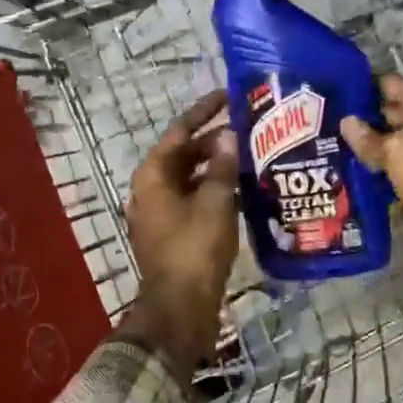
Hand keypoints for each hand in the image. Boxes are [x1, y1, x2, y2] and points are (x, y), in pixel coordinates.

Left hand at [124, 90, 238, 372]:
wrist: (180, 307)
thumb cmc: (195, 248)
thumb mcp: (216, 202)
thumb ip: (224, 166)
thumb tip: (229, 136)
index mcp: (153, 174)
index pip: (180, 130)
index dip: (205, 110)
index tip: (229, 95)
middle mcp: (151, 188)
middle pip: (185, 154)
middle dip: (215, 141)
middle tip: (249, 131)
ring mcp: (160, 212)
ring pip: (191, 178)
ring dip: (218, 167)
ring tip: (252, 157)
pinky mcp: (172, 232)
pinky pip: (193, 199)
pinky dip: (215, 191)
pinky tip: (243, 191)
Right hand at [339, 75, 402, 288]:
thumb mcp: (399, 151)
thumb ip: (370, 139)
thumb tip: (347, 123)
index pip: (388, 85)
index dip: (359, 85)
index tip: (325, 91)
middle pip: (387, 117)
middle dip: (356, 122)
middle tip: (314, 127)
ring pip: (389, 151)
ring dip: (363, 155)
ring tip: (322, 155)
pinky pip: (394, 181)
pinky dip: (374, 183)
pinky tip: (344, 185)